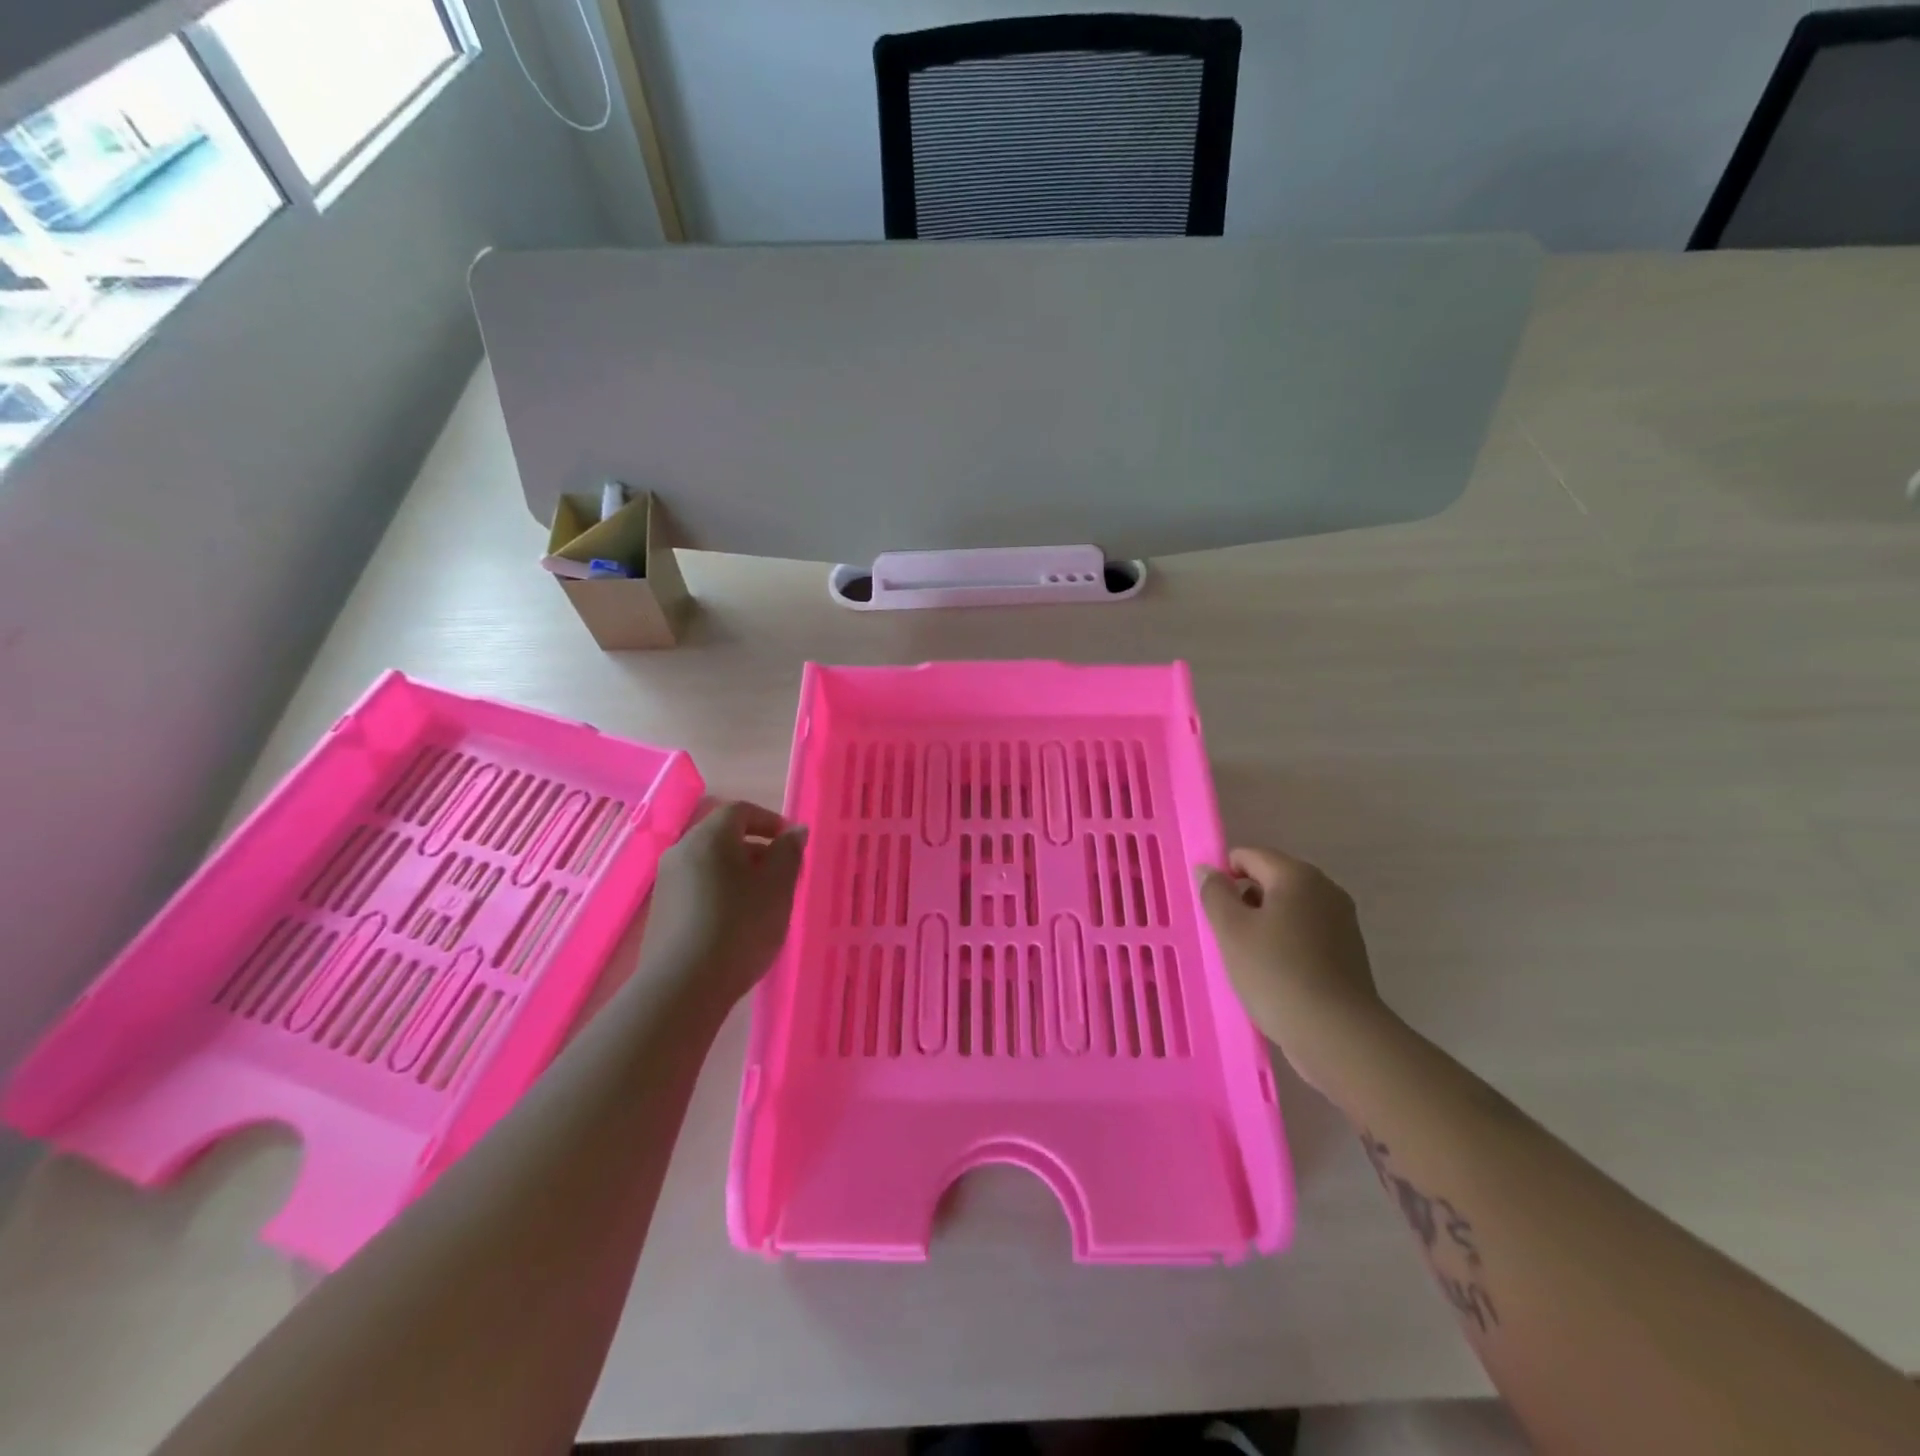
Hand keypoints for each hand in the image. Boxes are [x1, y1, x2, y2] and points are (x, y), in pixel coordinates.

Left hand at [638, 801, 806, 1007]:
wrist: (683, 986)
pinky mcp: (660, 912)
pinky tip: (735, 923)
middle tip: (782, 876)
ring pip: (710, 864)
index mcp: (709, 837)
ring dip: (738, 874)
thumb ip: (789, 852)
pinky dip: (720, 893)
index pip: (741, 811)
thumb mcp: (778, 887)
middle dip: (756, 850)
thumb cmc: (740, 926)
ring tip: (762, 903)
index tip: (792, 844)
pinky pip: (697, 888)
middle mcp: (681, 851)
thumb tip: (794, 831)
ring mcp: (666, 883)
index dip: (770, 821)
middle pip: (723, 837)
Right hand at [1198, 847, 1388, 1083]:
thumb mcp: (1231, 930)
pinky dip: (1286, 945)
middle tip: (1227, 938)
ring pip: (1288, 910)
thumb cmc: (1276, 973)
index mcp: (1296, 875)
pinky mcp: (1348, 952)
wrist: (1339, 1035)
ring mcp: (1341, 921)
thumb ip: (1214, 893)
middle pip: (1270, 880)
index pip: (1248, 856)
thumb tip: (1207, 869)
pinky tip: (1275, 976)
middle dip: (1244, 902)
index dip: (1223, 877)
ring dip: (1264, 926)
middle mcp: (1325, 889)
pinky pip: (1305, 934)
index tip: (1212, 912)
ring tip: (1249, 960)